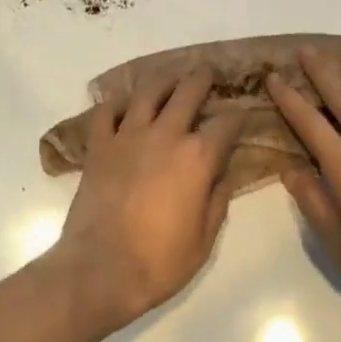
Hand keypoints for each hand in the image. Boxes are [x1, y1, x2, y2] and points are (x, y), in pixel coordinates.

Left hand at [45, 69, 241, 336]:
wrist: (100, 270)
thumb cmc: (159, 262)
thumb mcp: (204, 240)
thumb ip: (217, 201)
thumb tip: (225, 174)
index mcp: (197, 158)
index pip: (225, 124)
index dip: (237, 116)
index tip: (241, 113)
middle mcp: (165, 135)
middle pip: (187, 92)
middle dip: (201, 78)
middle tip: (206, 71)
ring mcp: (128, 135)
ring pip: (148, 91)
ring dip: (163, 79)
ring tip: (170, 76)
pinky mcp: (99, 144)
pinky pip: (106, 111)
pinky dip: (116, 103)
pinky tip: (124, 104)